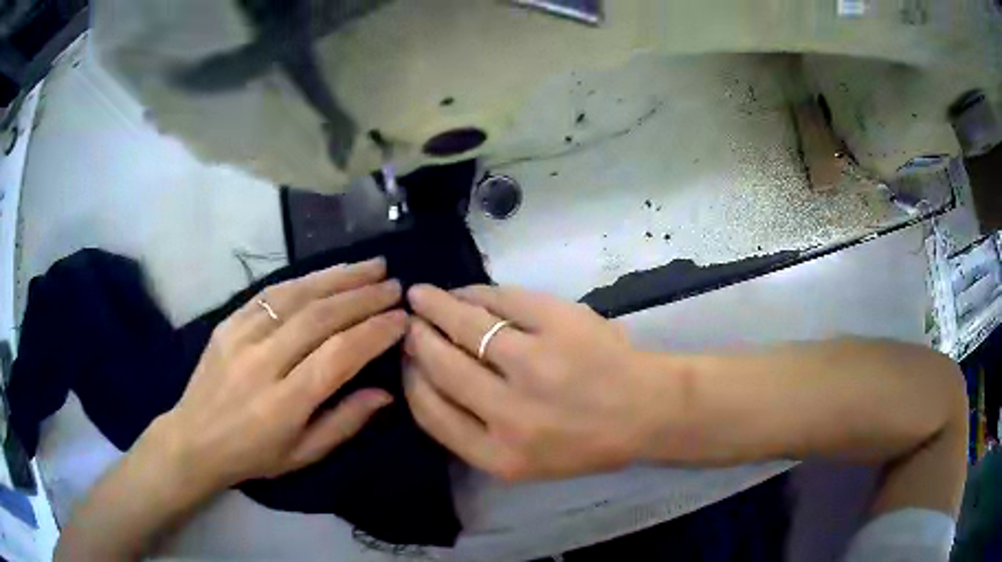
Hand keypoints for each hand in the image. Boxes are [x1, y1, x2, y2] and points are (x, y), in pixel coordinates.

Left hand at [153, 257, 405, 494]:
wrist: (194, 439)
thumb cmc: (254, 455)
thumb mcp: (304, 454)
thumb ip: (345, 422)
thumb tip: (386, 392)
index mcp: (284, 404)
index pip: (338, 357)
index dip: (374, 333)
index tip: (402, 319)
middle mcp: (262, 363)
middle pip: (320, 318)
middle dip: (363, 297)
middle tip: (395, 285)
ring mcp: (240, 337)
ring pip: (296, 295)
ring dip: (339, 277)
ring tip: (372, 266)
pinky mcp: (228, 322)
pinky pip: (270, 292)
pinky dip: (305, 279)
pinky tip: (328, 273)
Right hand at [403, 285, 672, 480]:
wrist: (648, 411)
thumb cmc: (587, 443)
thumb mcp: (525, 461)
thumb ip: (474, 430)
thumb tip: (429, 379)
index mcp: (500, 455)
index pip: (431, 412)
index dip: (411, 380)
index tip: (405, 362)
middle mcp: (510, 414)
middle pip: (442, 365)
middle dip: (417, 338)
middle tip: (407, 322)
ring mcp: (536, 363)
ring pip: (467, 325)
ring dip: (437, 305)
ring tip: (421, 296)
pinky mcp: (559, 323)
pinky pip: (503, 300)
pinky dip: (478, 293)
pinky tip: (466, 293)